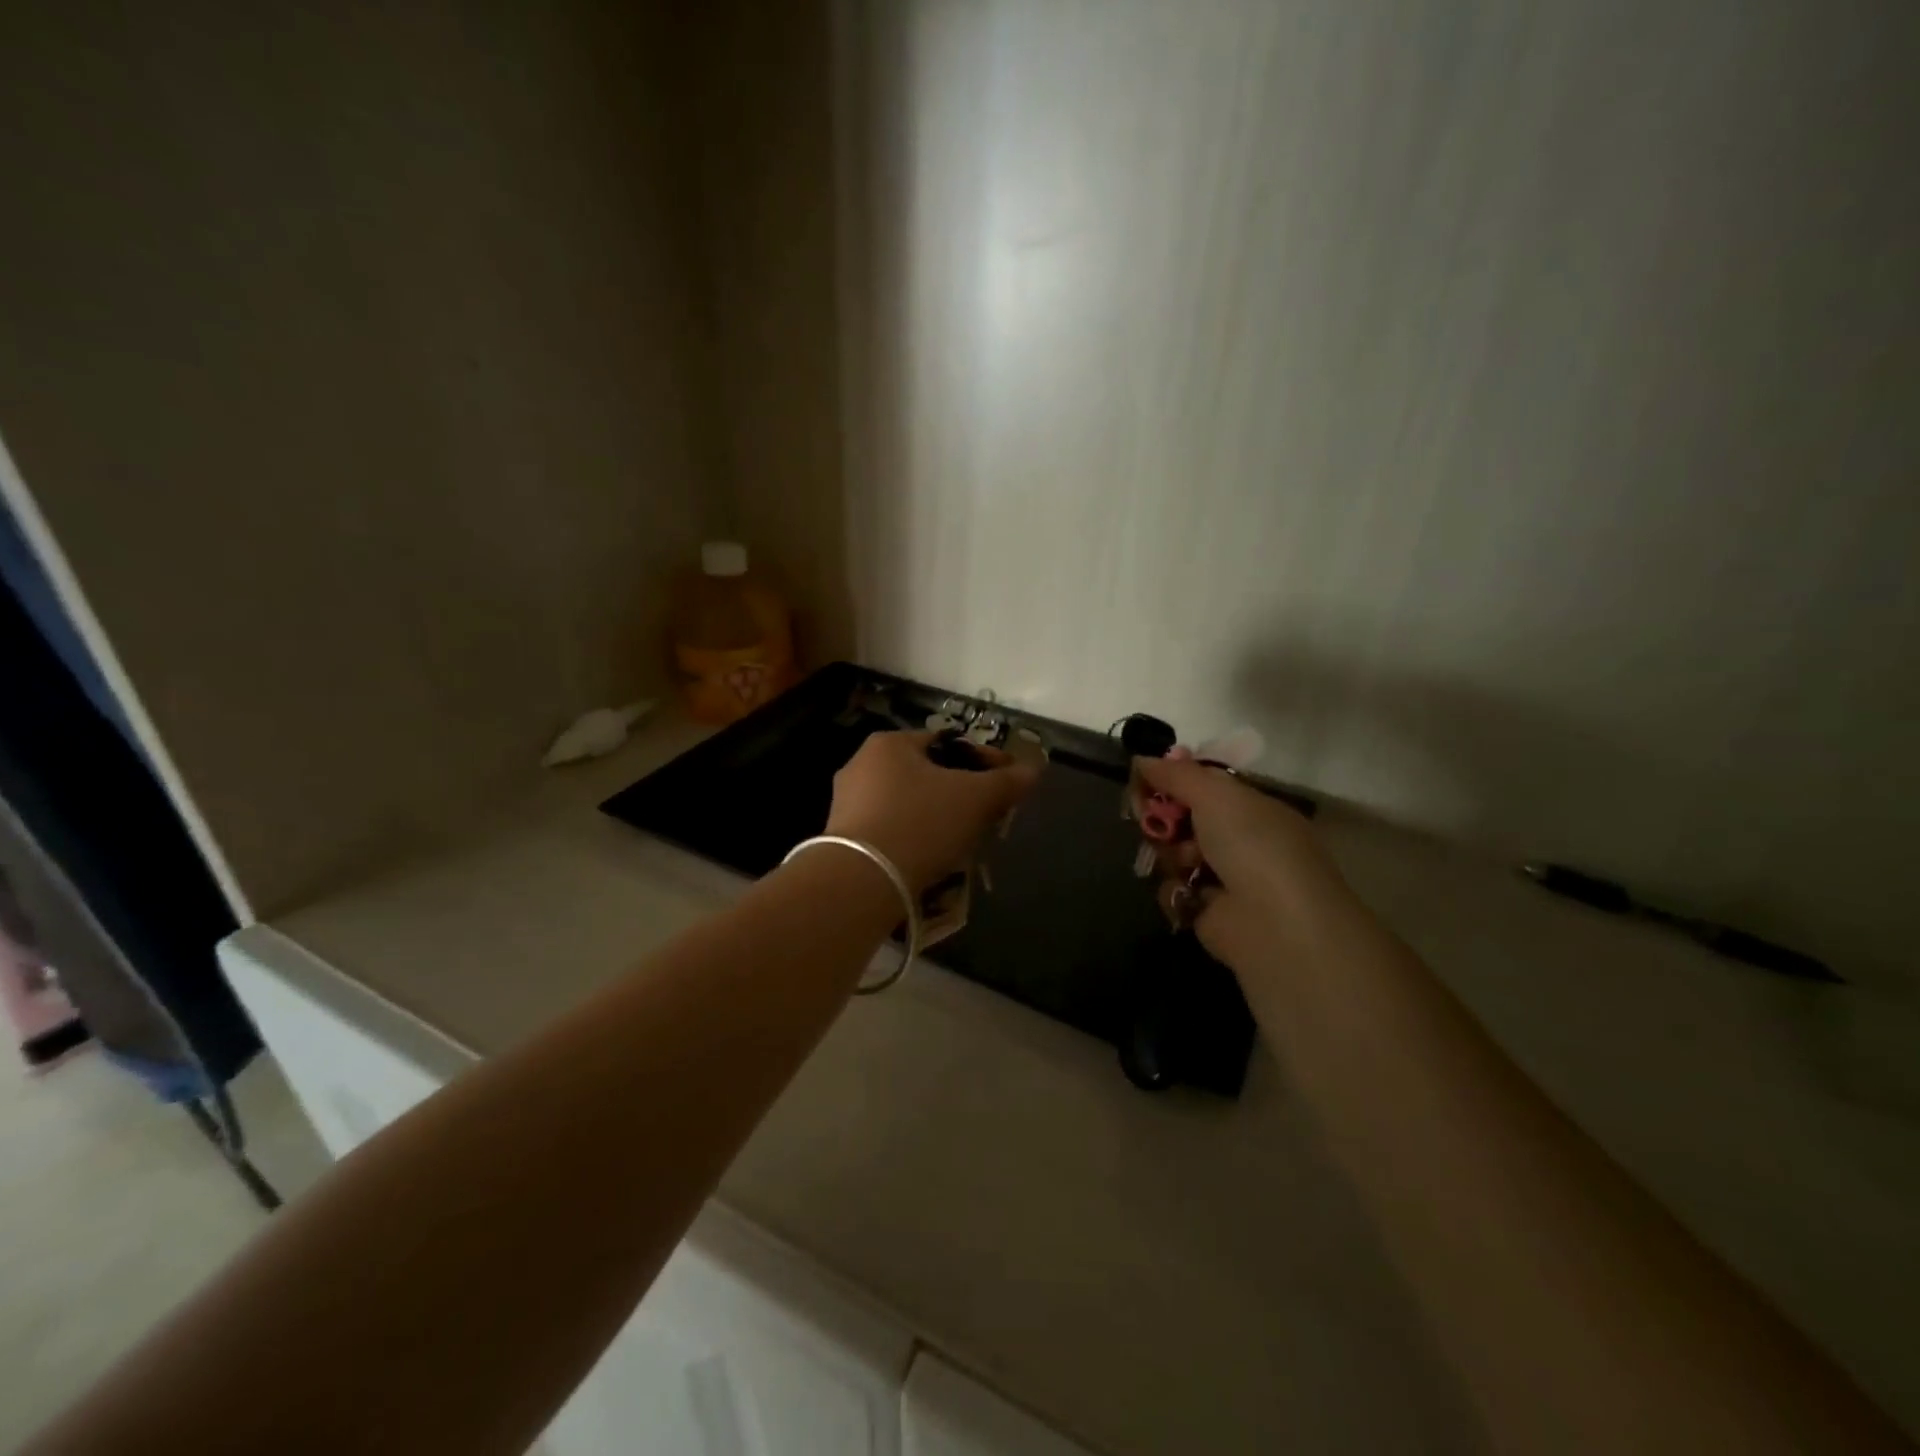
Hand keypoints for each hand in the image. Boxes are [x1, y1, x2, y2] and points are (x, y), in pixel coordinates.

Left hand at [826, 731, 1041, 890]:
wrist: (861, 880)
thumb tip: (1034, 769)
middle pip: (929, 773)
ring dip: (940, 816)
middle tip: (990, 814)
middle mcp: (862, 764)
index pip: (949, 743)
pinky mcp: (843, 837)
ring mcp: (847, 802)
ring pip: (910, 802)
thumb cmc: (921, 823)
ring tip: (966, 840)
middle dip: (963, 791)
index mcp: (890, 743)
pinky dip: (916, 836)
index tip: (1009, 783)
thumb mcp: (975, 799)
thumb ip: (1007, 782)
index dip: (986, 760)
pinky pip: (892, 828)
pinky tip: (934, 856)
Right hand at [1133, 755, 1357, 972]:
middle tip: (1150, 819)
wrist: (1275, 922)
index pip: (1202, 784)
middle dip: (1162, 817)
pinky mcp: (1205, 911)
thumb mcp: (1215, 794)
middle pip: (1182, 818)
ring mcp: (1223, 877)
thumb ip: (1175, 774)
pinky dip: (1176, 890)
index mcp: (1250, 807)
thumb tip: (1142, 759)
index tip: (1143, 780)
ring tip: (1184, 864)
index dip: (1171, 780)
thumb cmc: (1252, 844)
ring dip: (1170, 855)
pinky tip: (1188, 893)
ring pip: (1172, 854)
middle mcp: (1238, 839)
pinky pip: (1173, 890)